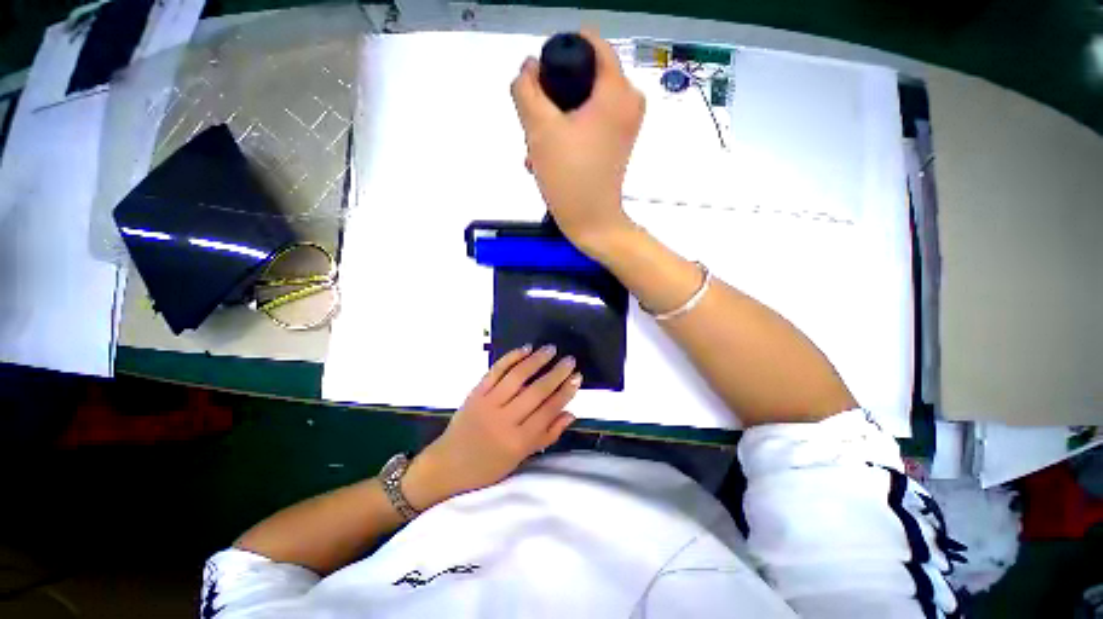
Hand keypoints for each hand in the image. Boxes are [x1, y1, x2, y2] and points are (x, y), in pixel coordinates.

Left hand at [402, 345, 580, 510]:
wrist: (447, 465)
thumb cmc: (488, 467)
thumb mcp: (520, 458)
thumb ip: (547, 435)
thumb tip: (571, 413)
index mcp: (518, 441)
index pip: (548, 411)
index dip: (565, 392)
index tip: (577, 377)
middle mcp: (504, 420)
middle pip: (536, 391)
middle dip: (556, 373)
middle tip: (569, 360)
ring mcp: (488, 403)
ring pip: (517, 377)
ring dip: (536, 360)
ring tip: (551, 349)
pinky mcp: (475, 392)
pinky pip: (495, 371)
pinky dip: (511, 357)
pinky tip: (525, 349)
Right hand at [511, 30, 644, 254]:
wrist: (592, 223)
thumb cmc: (569, 178)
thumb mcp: (539, 129)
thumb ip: (526, 89)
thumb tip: (528, 69)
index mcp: (618, 89)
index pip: (587, 43)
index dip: (557, 58)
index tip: (542, 88)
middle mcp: (629, 100)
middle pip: (582, 76)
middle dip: (553, 98)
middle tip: (539, 128)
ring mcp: (625, 123)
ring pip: (581, 102)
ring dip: (555, 121)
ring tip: (539, 149)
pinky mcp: (617, 142)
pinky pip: (589, 122)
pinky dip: (568, 134)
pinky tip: (550, 157)